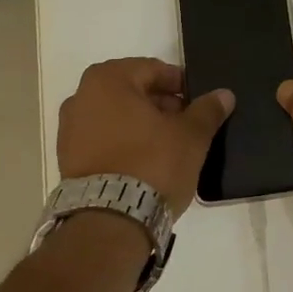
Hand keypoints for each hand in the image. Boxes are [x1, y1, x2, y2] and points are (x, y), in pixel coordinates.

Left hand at [57, 58, 233, 214]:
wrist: (110, 222)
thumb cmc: (152, 164)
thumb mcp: (191, 135)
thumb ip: (208, 110)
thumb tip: (224, 94)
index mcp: (108, 79)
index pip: (153, 69)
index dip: (180, 84)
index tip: (197, 101)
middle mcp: (81, 97)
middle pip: (131, 91)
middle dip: (160, 104)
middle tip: (186, 123)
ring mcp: (69, 130)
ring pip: (116, 116)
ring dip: (141, 124)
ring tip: (168, 145)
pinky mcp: (67, 160)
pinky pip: (102, 140)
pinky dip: (123, 143)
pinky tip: (145, 162)